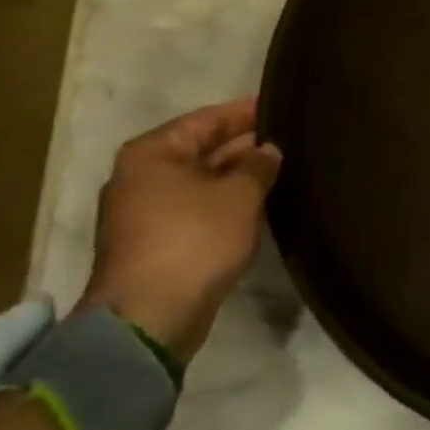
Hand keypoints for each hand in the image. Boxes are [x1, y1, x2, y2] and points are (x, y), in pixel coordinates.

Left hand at [78, 97, 282, 363]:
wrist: (148, 323)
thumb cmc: (192, 241)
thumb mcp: (239, 195)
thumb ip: (259, 164)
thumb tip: (268, 150)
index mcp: (153, 153)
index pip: (208, 118)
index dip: (246, 112)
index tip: (281, 106)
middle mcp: (141, 177)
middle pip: (202, 150)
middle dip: (243, 146)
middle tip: (288, 139)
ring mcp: (144, 214)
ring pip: (201, 182)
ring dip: (236, 178)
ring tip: (280, 169)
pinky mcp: (155, 245)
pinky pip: (197, 209)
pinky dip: (224, 204)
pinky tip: (259, 203)